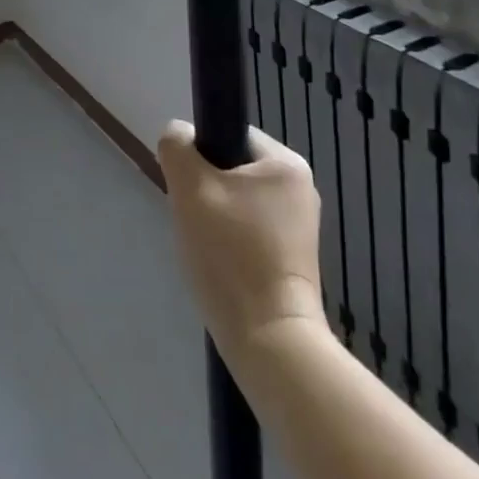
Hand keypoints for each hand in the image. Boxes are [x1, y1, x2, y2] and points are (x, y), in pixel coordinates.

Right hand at [158, 122, 325, 358]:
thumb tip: (177, 136)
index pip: (230, 136)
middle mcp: (300, 189)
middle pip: (232, 171)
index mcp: (286, 163)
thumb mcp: (191, 188)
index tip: (189, 189)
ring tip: (206, 250)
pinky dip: (230, 245)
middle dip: (206, 193)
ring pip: (237, 204)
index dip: (200, 157)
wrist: (271, 343)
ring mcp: (300, 228)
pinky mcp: (294, 261)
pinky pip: (249, 233)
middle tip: (194, 221)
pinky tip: (221, 268)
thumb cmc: (232, 255)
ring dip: (215, 220)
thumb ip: (177, 147)